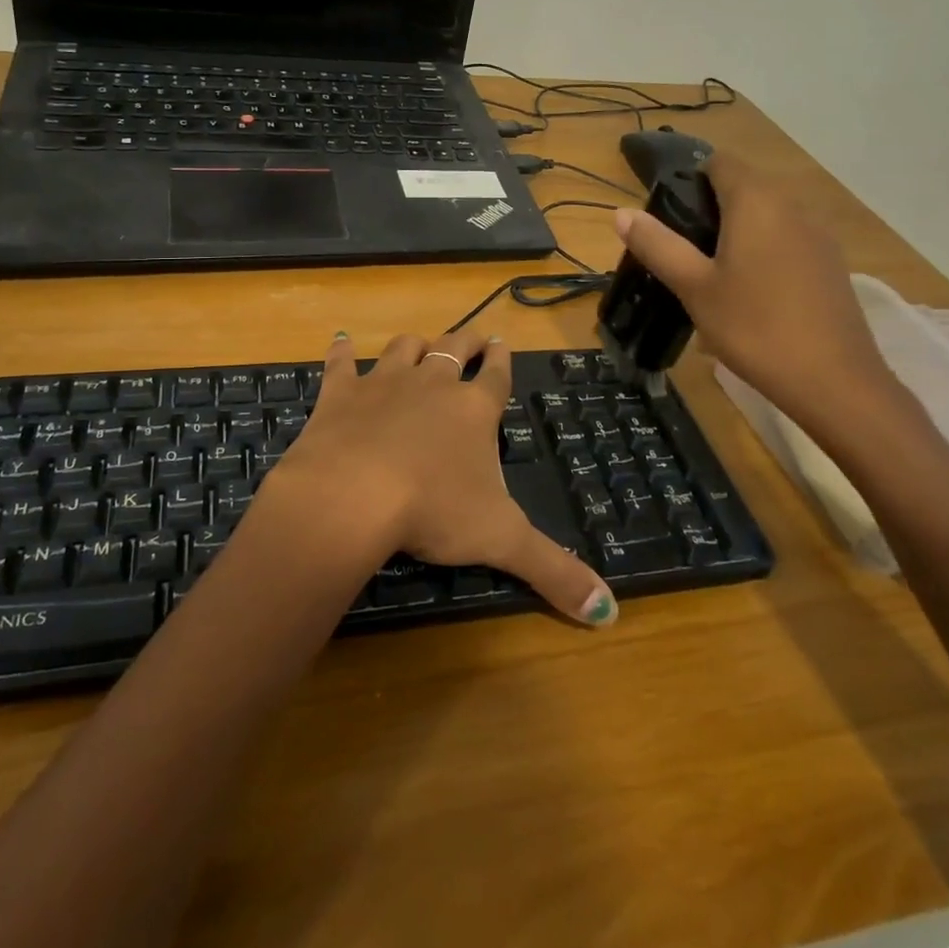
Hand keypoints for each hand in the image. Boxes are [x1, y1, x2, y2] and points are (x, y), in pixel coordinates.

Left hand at [265, 330, 616, 625]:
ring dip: (415, 344)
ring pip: (405, 349)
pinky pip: (341, 363)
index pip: (496, 376)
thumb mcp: (502, 541)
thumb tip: (607, 611)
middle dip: (467, 341)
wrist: (352, 494)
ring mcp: (384, 383)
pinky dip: (342, 350)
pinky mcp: (340, 393)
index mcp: (474, 410)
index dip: (502, 360)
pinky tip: (341, 341)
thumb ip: (554, 571)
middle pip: (454, 350)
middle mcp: (432, 384)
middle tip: (475, 336)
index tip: (503, 344)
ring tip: (421, 343)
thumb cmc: (433, 511)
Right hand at [614, 151, 894, 422]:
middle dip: (710, 209)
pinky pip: (788, 239)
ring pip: (768, 215)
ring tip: (711, 275)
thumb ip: (657, 245)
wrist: (833, 381)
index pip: (719, 162)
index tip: (668, 216)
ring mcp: (818, 234)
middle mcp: (792, 205)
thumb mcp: (693, 287)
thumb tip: (621, 212)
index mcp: (756, 201)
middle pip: (744, 187)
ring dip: (738, 232)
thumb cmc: (754, 327)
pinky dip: (764, 251)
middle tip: (682, 251)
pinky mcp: (831, 263)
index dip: (690, 179)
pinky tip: (751, 293)